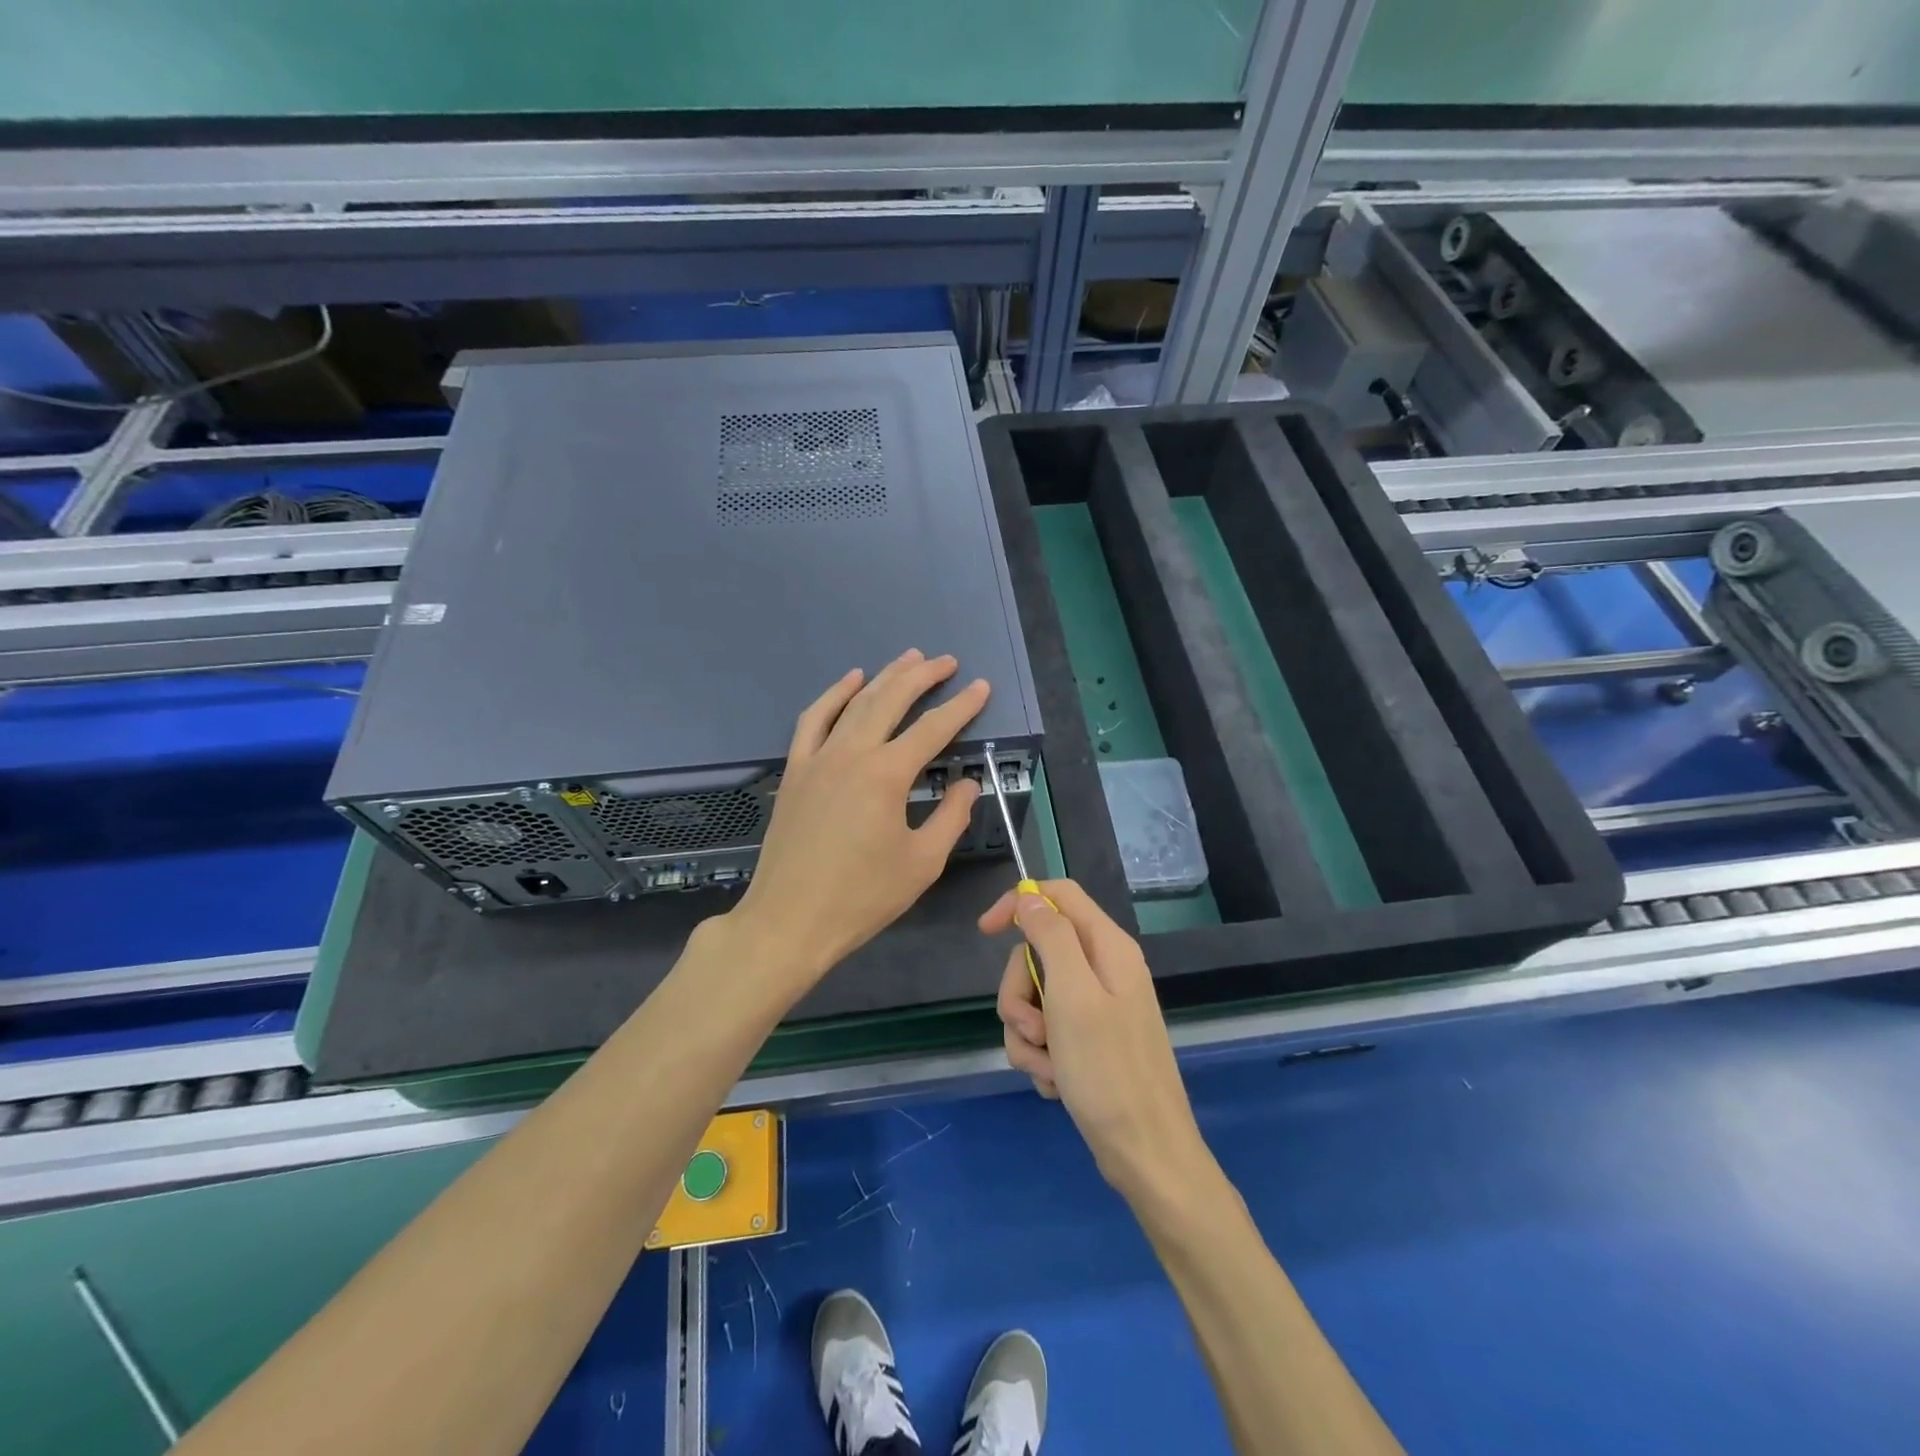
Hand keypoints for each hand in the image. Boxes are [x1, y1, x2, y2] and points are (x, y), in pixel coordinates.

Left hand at [729, 650, 987, 991]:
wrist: (789, 919)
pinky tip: (850, 681)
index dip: (962, 706)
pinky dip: (833, 695)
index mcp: (887, 775)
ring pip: (855, 702)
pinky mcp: (795, 770)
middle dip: (923, 676)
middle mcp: (852, 753)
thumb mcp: (922, 863)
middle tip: (947, 660)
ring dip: (884, 676)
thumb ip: (951, 817)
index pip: (933, 729)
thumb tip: (968, 785)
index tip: (981, 687)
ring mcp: (818, 758)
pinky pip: (813, 720)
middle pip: (892, 700)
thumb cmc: (862, 897)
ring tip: (909, 658)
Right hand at [981, 879, 1212, 1202]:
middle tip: (1032, 1029)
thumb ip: (1051, 937)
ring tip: (1049, 1066)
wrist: (1145, 1154)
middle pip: (1038, 953)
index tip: (986, 932)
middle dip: (1020, 993)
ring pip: (1036, 998)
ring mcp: (1097, 1007)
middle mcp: (1103, 969)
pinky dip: (1042, 1057)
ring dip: (1029, 1034)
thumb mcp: (1072, 996)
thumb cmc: (1108, 1071)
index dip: (1019, 903)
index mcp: (1107, 947)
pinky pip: (1046, 1032)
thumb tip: (1029, 897)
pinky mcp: (1089, 1041)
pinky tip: (1057, 1083)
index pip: (1058, 896)